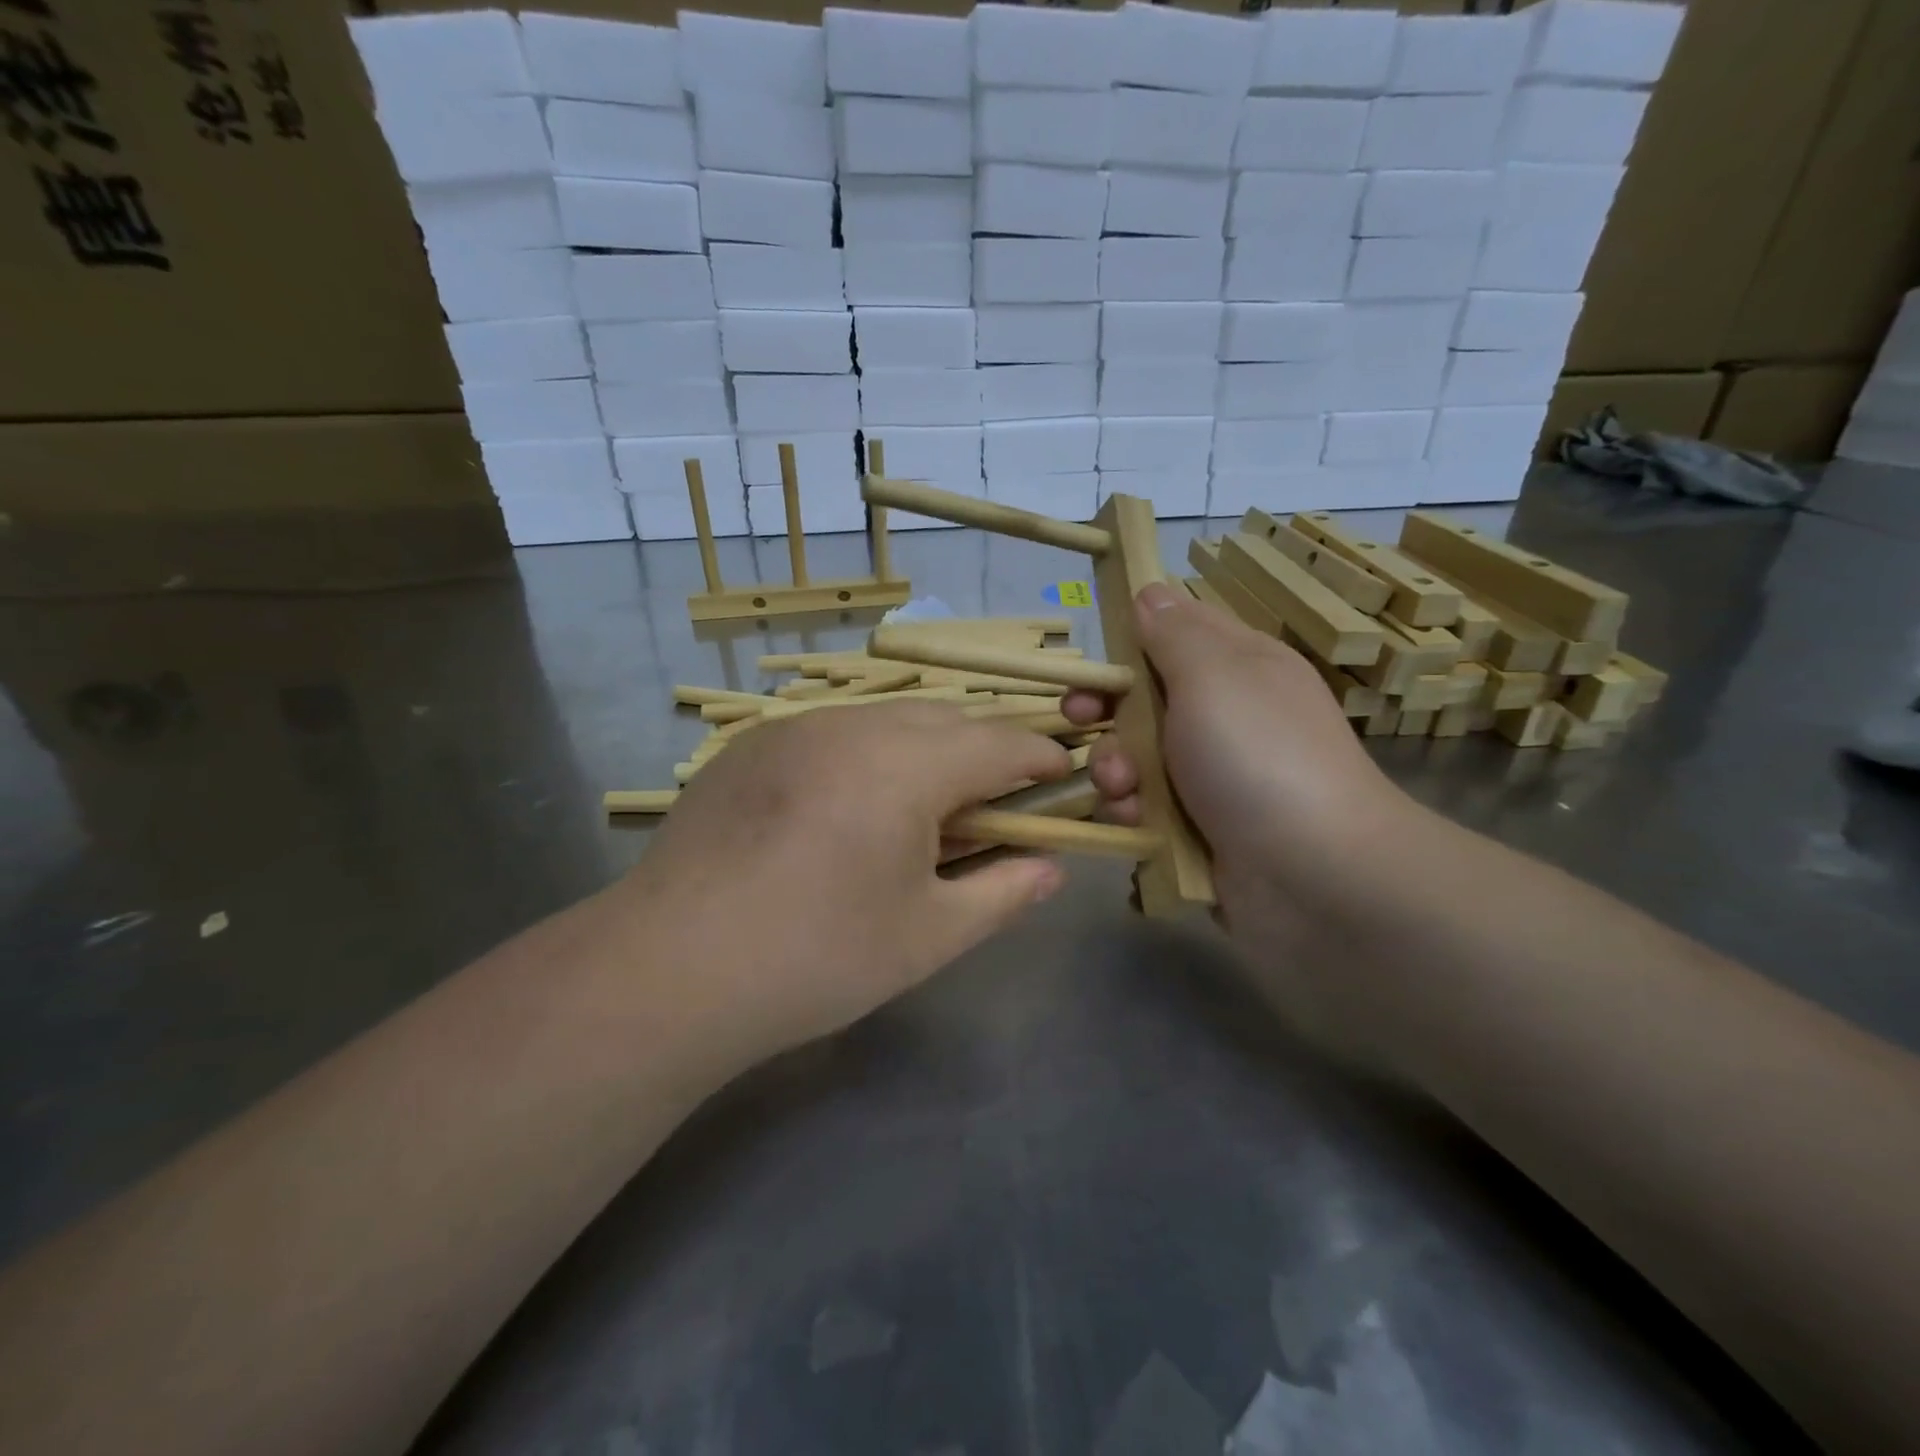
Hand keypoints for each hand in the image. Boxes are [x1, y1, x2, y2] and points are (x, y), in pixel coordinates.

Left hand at [615, 702, 1071, 1075]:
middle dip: (982, 752)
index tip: (1062, 776)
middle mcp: (853, 726)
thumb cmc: (816, 958)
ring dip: (922, 749)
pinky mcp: (752, 744)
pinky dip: (865, 754)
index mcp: (907, 766)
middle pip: (945, 720)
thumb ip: (1003, 894)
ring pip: (885, 719)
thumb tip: (1052, 870)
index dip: (1040, 758)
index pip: (1000, 743)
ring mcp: (795, 728)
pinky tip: (846, 809)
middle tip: (990, 806)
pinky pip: (833, 731)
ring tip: (919, 809)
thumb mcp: (927, 936)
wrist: (671, 969)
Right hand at [1064, 583, 1419, 990]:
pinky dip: (1132, 811)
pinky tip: (1134, 821)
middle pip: (1146, 698)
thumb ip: (1173, 633)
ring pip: (1138, 756)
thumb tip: (1151, 592)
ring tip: (1122, 786)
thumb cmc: (1259, 757)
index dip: (1129, 641)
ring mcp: (1213, 776)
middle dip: (1107, 710)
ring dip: (1115, 767)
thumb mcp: (1213, 675)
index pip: (1176, 632)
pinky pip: (1146, 807)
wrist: (1315, 876)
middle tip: (1082, 720)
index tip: (1096, 662)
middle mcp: (1226, 716)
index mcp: (1239, 666)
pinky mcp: (1199, 828)